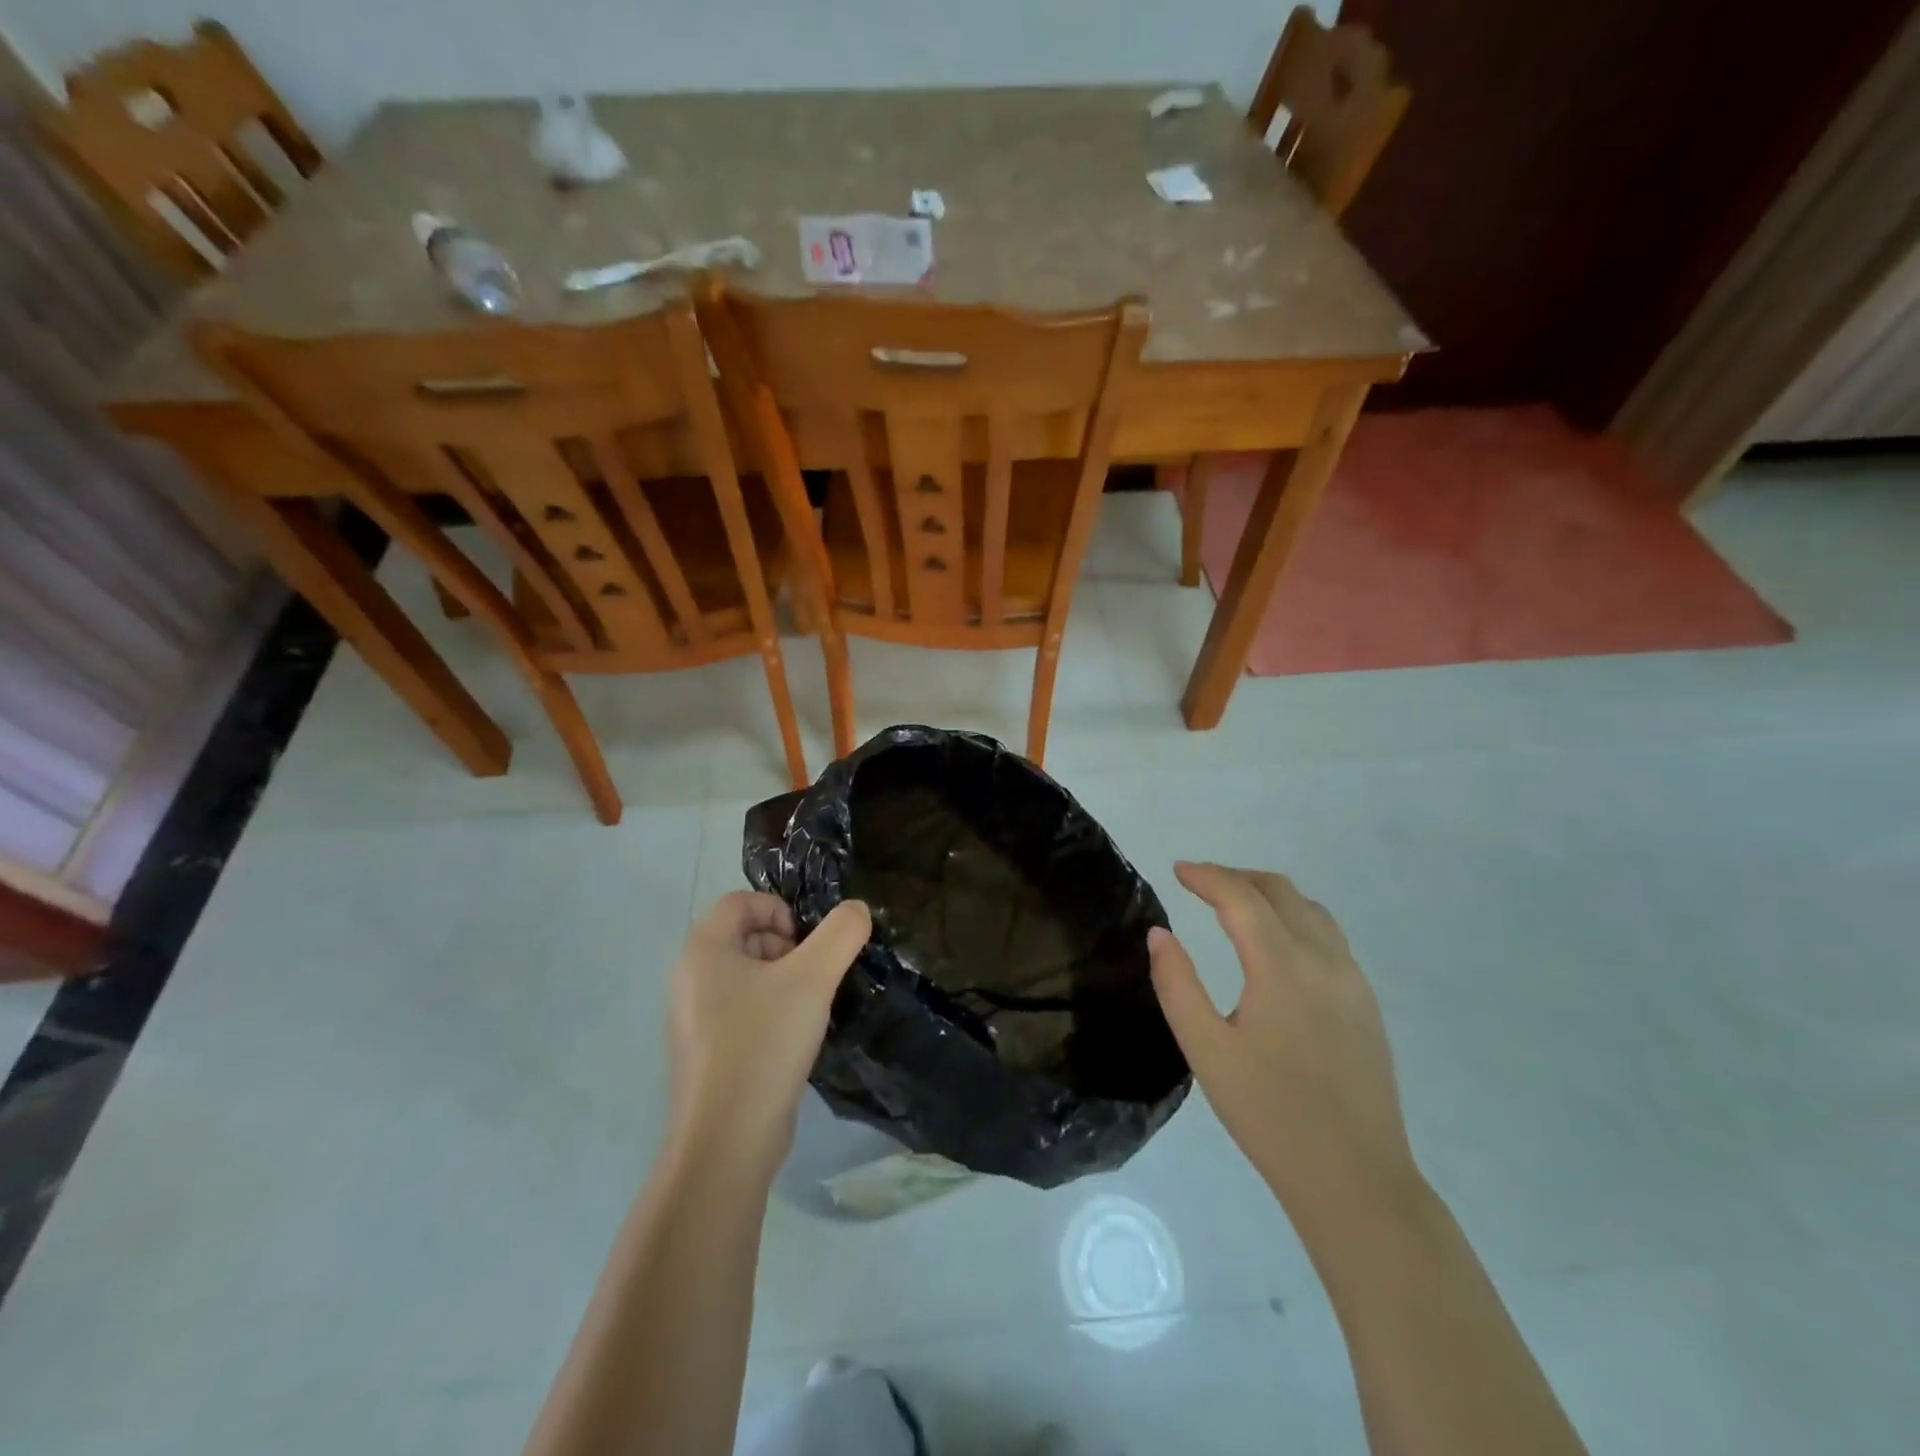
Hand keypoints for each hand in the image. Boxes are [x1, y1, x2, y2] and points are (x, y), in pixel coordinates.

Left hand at [667, 892, 871, 1180]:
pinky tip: (792, 1040)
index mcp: (702, 951)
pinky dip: (770, 1011)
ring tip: (808, 1010)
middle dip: (785, 946)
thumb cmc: (763, 1043)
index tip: (808, 943)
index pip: (741, 902)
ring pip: (745, 976)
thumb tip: (857, 910)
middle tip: (813, 976)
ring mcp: (694, 1019)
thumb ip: (841, 933)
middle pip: (743, 936)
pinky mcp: (706, 1053)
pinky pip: (742, 1010)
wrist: (727, 1141)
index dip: (780, 910)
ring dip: (782, 980)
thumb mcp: (813, 978)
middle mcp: (689, 978)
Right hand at [1148, 862, 1421, 1233]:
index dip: (1206, 876)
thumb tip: (1160, 934)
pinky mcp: (1366, 1003)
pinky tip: (1275, 946)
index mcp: (1282, 967)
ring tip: (1235, 905)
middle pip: (1280, 892)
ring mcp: (1352, 980)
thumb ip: (1177, 984)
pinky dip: (1294, 919)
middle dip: (1237, 878)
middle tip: (1200, 883)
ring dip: (1269, 895)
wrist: (1355, 1178)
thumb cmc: (1269, 1114)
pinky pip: (1329, 937)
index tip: (1177, 870)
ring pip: (1310, 910)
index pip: (1241, 897)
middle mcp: (1324, 960)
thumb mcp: (1206, 1050)